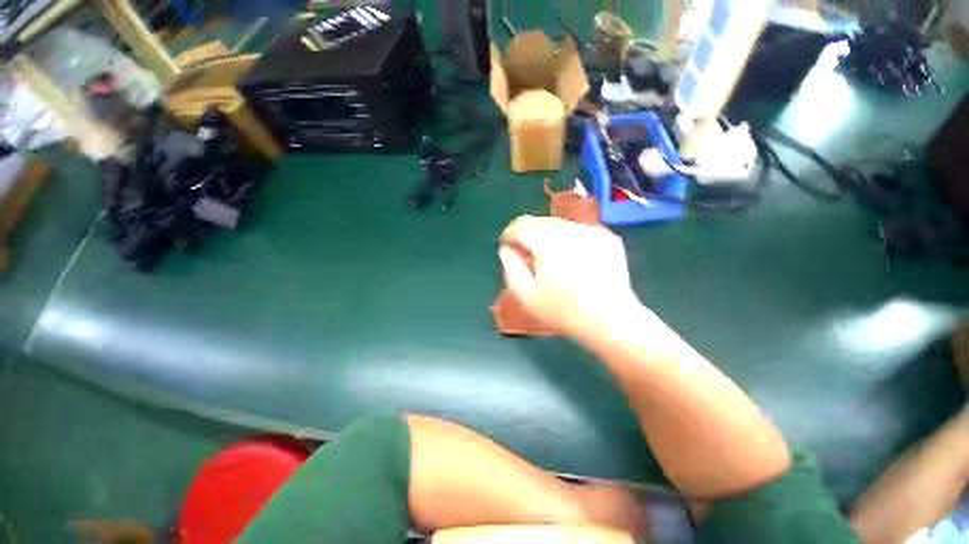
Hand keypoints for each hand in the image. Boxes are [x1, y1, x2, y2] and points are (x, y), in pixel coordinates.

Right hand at [498, 216, 641, 338]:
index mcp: (548, 241)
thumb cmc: (564, 310)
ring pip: (560, 225)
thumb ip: (511, 267)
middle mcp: (570, 229)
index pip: (521, 224)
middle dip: (529, 235)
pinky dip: (569, 241)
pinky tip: (573, 261)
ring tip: (551, 260)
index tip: (508, 247)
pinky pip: (579, 231)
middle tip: (528, 256)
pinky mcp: (607, 237)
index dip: (510, 234)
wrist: (611, 319)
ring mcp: (592, 230)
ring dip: (549, 237)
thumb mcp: (527, 295)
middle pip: (540, 222)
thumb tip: (506, 249)